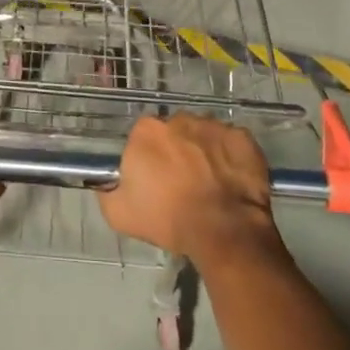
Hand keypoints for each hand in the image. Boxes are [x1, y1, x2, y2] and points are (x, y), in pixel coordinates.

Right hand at [98, 114, 277, 264]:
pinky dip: (230, 158)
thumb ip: (107, 191)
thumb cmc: (168, 219)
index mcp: (147, 131)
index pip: (142, 138)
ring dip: (203, 153)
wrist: (224, 231)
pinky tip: (230, 182)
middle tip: (181, 183)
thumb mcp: (119, 214)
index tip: (154, 181)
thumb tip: (109, 183)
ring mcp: (214, 126)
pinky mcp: (242, 138)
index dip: (148, 160)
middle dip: (176, 152)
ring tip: (209, 184)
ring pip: (203, 136)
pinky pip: (231, 144)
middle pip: (174, 133)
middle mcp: (179, 119)